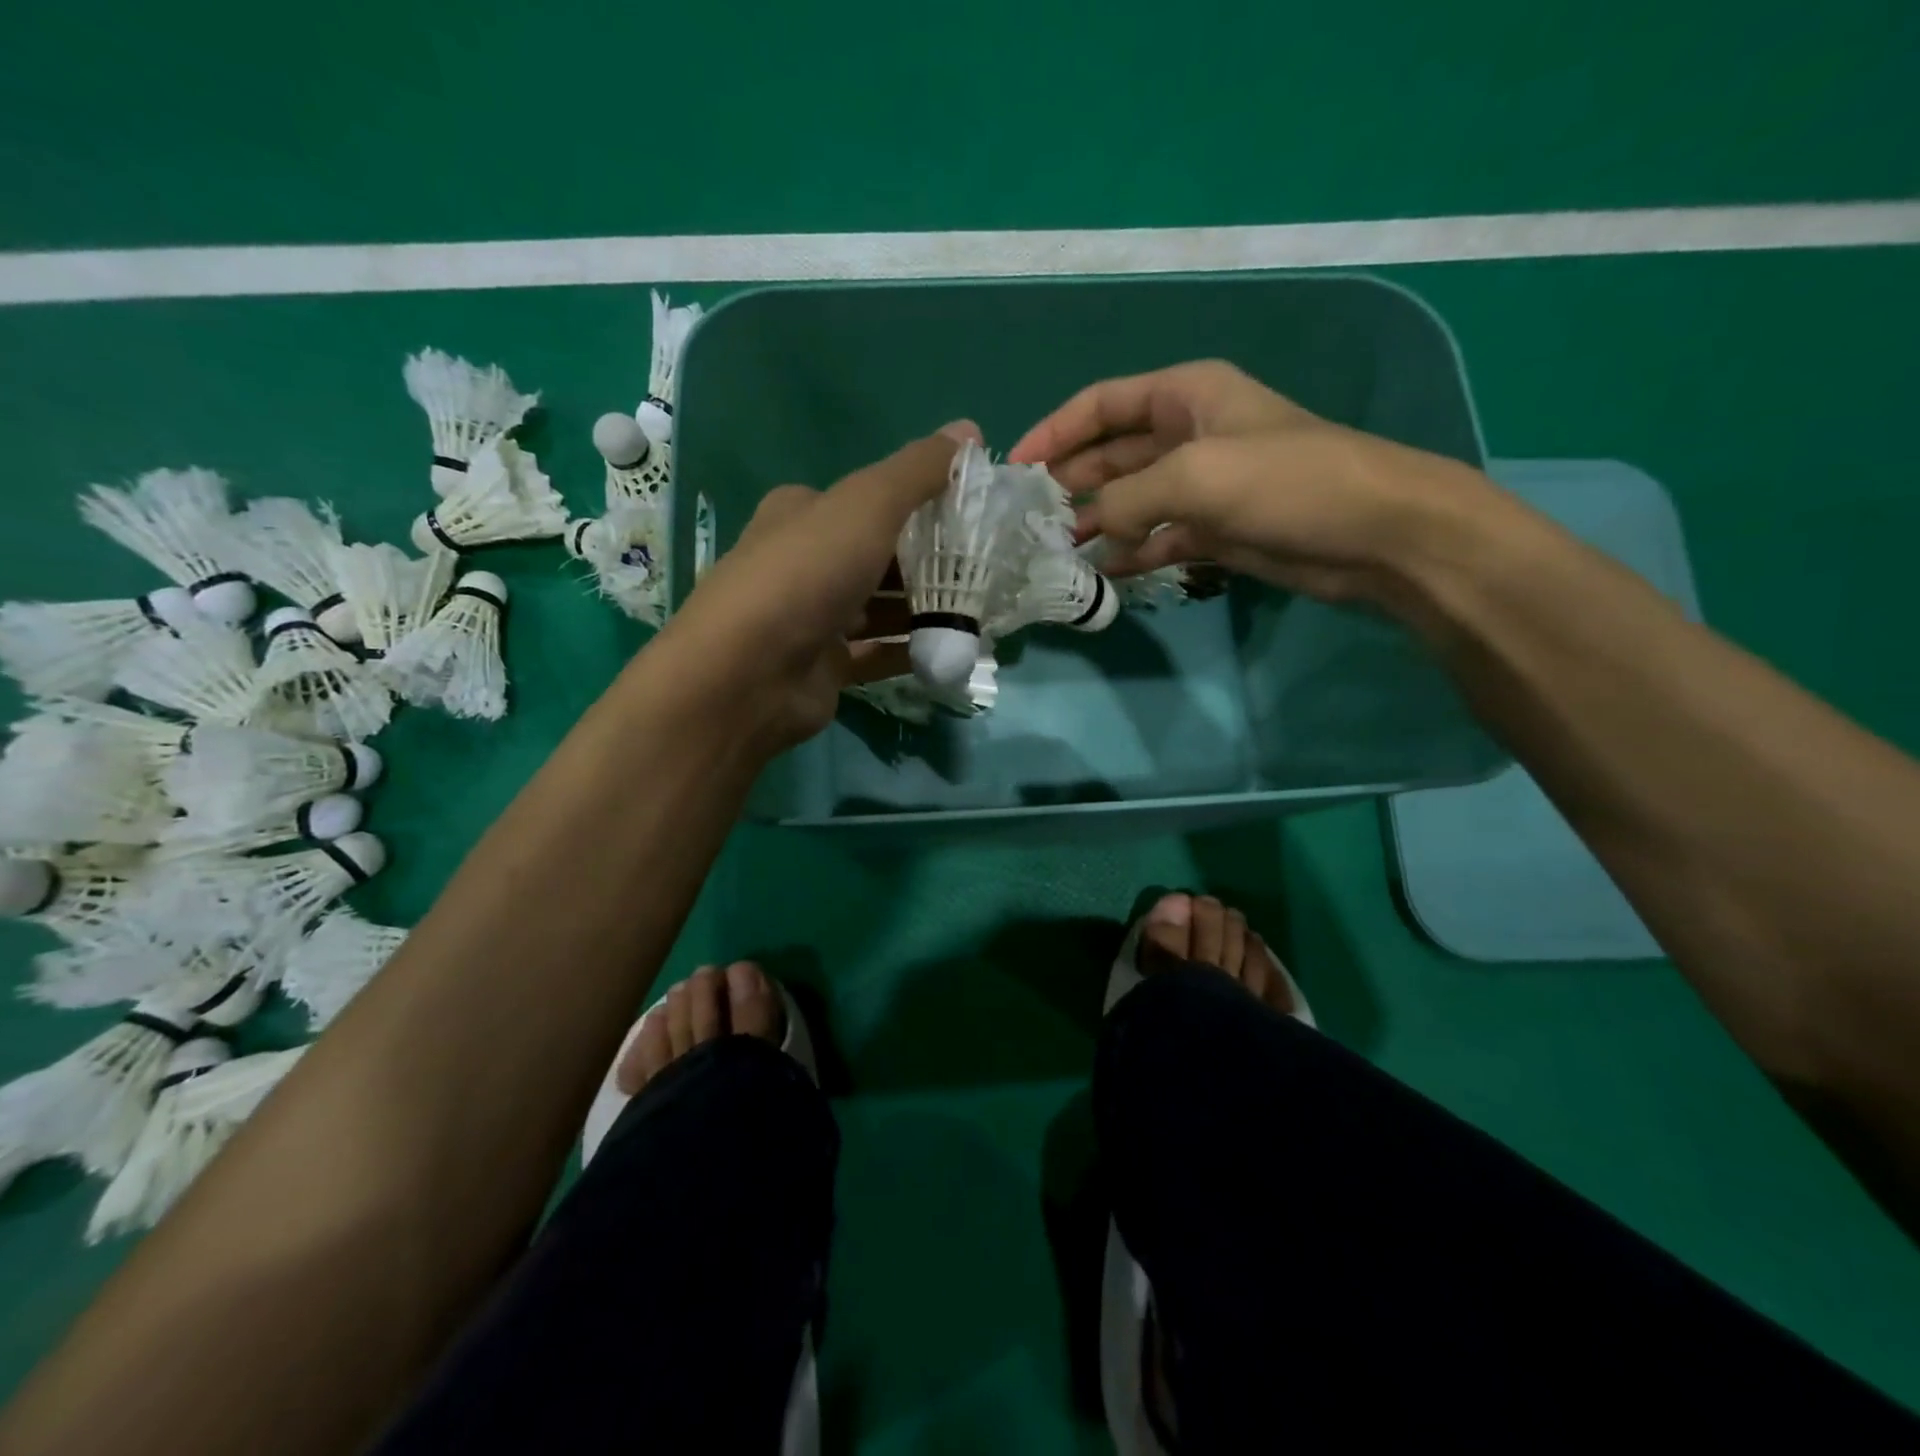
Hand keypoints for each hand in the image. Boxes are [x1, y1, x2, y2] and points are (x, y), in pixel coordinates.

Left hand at [651, 422, 979, 753]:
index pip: (869, 500)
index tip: (971, 515)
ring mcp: (814, 619)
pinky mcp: (826, 666)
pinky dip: (912, 651)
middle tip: (985, 569)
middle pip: (880, 556)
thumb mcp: (868, 505)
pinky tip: (952, 650)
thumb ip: (918, 471)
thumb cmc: (807, 574)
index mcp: (804, 513)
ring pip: (881, 609)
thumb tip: (970, 430)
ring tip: (980, 611)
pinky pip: (878, 654)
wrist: (750, 674)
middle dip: (930, 562)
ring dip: (925, 610)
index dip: (919, 503)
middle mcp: (806, 562)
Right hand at [1009, 360, 1511, 613]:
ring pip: (1129, 500)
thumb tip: (1089, 529)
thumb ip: (1127, 499)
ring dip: (1094, 521)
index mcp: (1185, 395)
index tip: (1016, 465)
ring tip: (1055, 550)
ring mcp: (1201, 486)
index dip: (1055, 430)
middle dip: (1070, 481)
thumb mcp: (1195, 476)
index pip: (1102, 404)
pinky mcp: (1213, 530)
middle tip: (1029, 518)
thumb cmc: (1287, 482)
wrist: (1373, 533)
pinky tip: (1101, 571)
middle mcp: (1188, 434)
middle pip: (1110, 453)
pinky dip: (1129, 552)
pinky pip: (1155, 538)